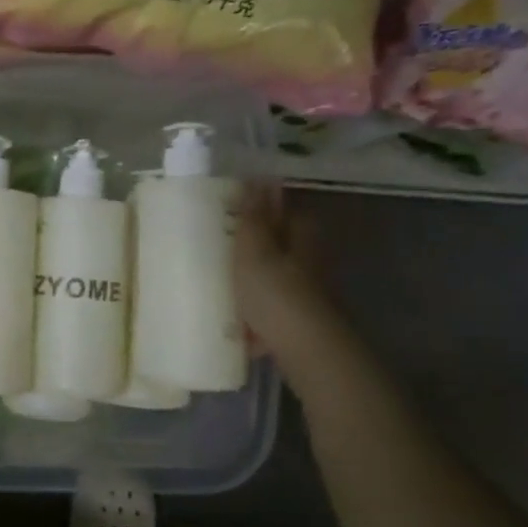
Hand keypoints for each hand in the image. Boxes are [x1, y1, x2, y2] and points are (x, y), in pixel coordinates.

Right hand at [234, 185, 339, 360]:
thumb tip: (257, 176)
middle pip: (279, 245)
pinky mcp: (298, 322)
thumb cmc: (275, 294)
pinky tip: (233, 323)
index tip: (232, 206)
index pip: (284, 209)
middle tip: (218, 244)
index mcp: (301, 236)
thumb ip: (253, 217)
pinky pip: (269, 311)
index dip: (261, 205)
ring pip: (274, 278)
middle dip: (254, 245)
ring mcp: (306, 294)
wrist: (305, 350)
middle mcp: (309, 260)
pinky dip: (253, 314)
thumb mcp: (254, 250)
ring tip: (218, 282)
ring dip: (252, 279)